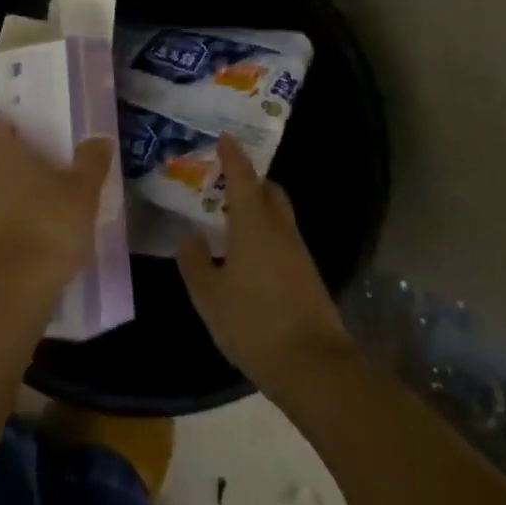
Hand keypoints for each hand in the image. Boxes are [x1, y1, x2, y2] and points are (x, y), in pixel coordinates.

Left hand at [0, 115, 112, 301]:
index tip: (18, 128)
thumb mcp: (82, 193)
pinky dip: (3, 229)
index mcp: (3, 155)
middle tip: (34, 167)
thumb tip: (99, 139)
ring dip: (5, 197)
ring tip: (37, 207)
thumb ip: (91, 163)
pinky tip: (29, 241)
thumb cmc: (47, 225)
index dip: (0, 124)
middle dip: (4, 161)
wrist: (10, 289)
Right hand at [179, 136, 353, 400]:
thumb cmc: (255, 324)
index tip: (224, 137)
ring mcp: (298, 254)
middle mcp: (280, 231)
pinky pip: (283, 240)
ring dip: (258, 209)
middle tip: (224, 182)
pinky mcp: (307, 277)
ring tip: (230, 219)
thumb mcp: (210, 296)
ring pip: (278, 217)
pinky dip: (265, 234)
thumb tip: (190, 236)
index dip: (233, 156)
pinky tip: (248, 255)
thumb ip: (195, 262)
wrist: (315, 367)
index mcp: (254, 226)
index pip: (243, 178)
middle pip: (269, 192)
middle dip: (250, 181)